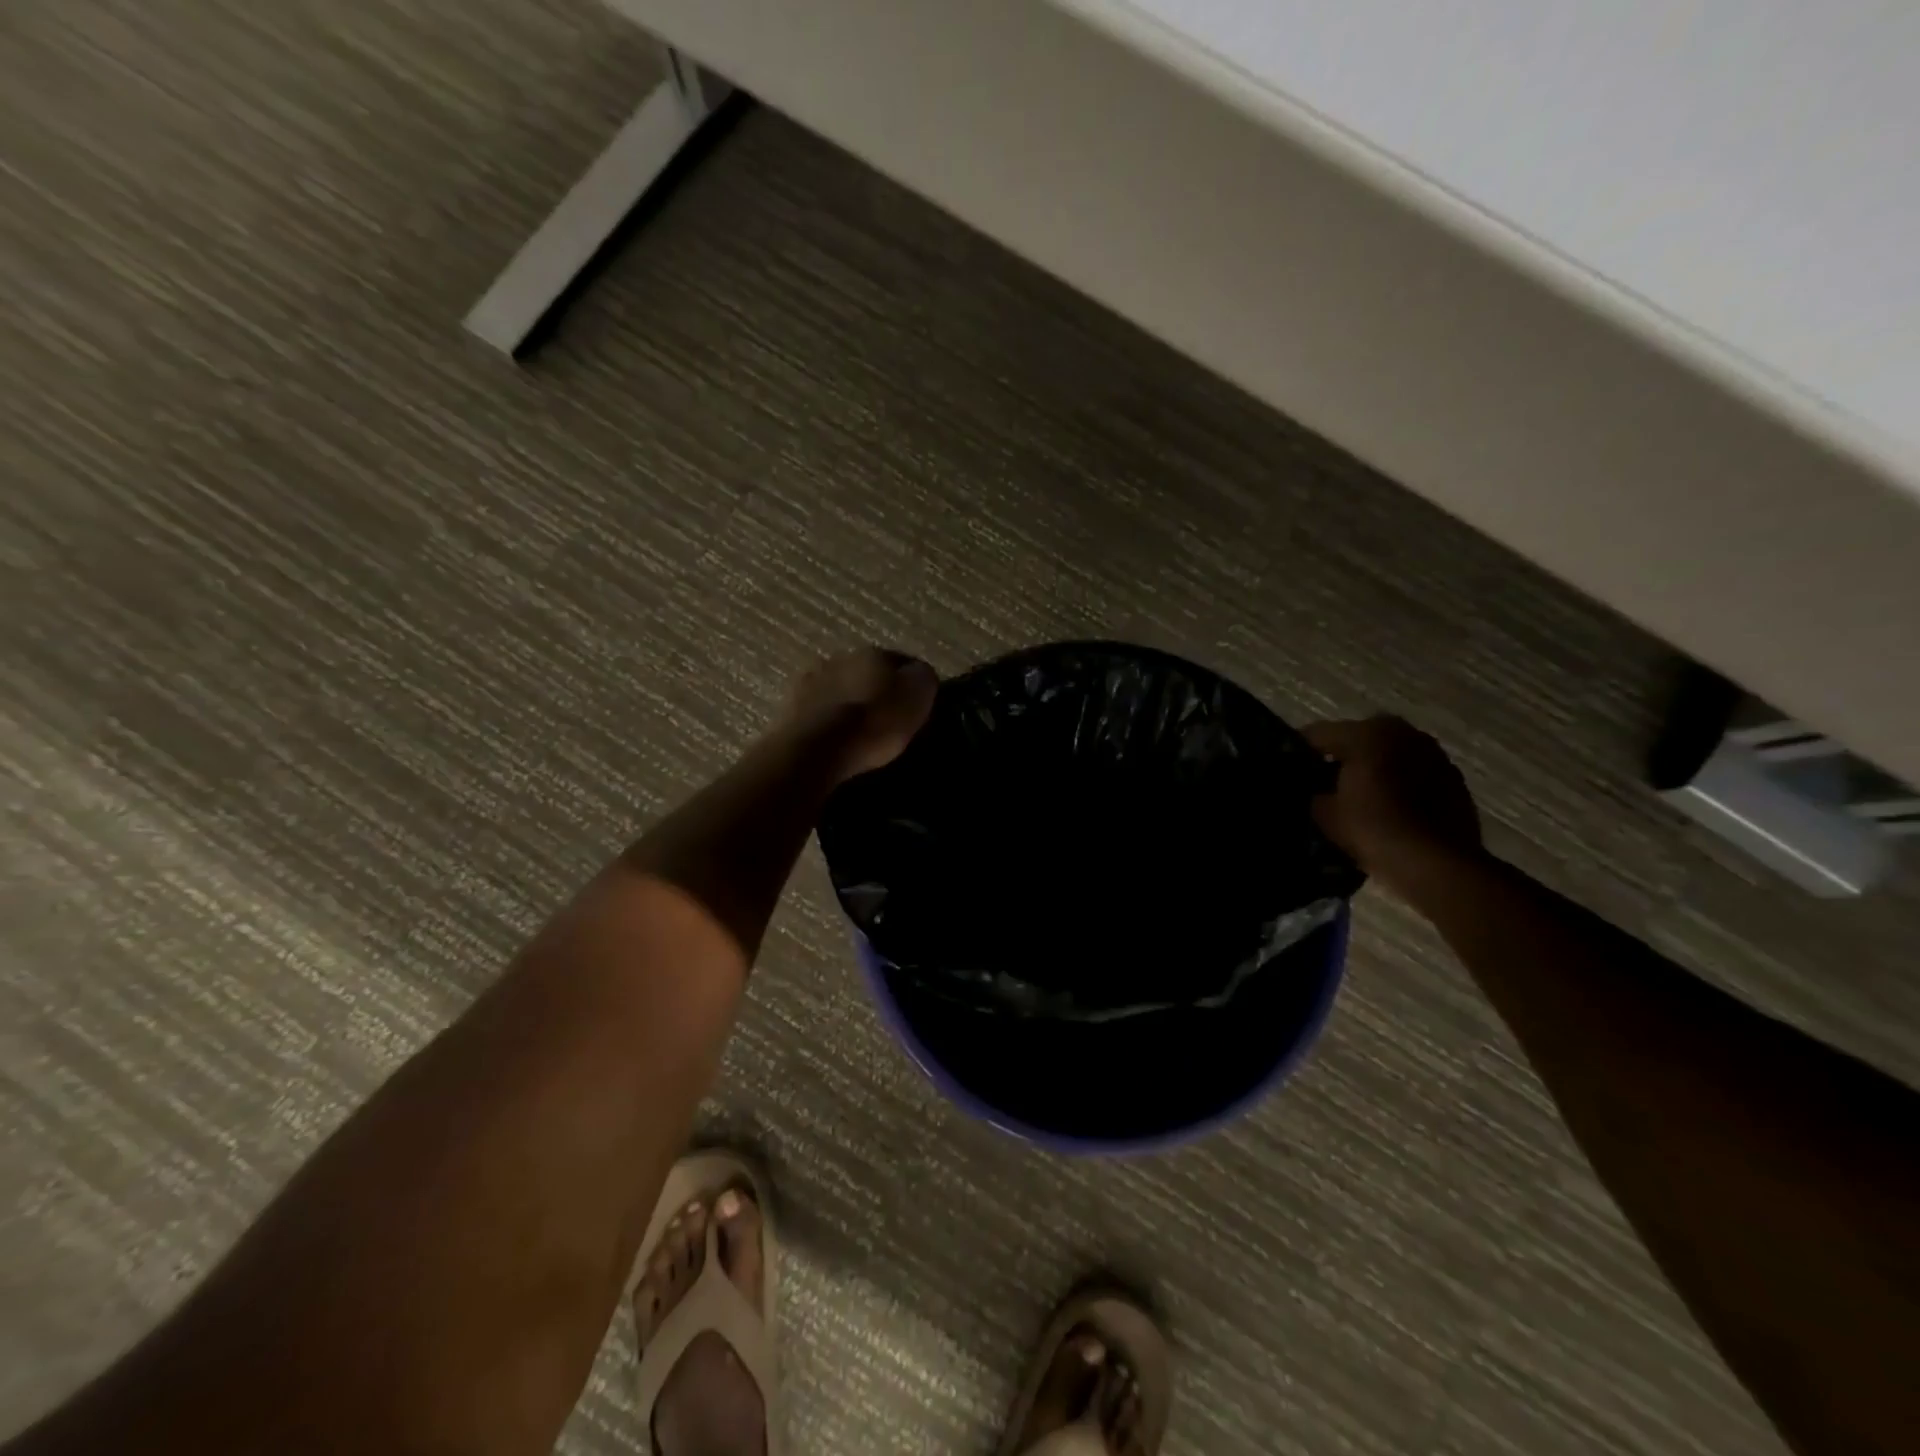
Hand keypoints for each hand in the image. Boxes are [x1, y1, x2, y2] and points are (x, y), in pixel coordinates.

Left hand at [784, 647, 938, 781]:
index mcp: (874, 652)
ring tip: (857, 728)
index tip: (915, 704)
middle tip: (886, 716)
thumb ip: (922, 679)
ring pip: (839, 686)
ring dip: (848, 701)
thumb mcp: (916, 699)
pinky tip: (833, 735)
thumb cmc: (873, 722)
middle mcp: (840, 657)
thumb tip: (919, 673)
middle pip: (866, 671)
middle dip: (875, 688)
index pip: (901, 661)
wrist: (814, 748)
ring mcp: (810, 679)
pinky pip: (818, 709)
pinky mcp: (789, 706)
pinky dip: (827, 718)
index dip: (910, 681)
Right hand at [1300, 716, 1482, 891]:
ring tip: (1355, 799)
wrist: (1435, 864)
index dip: (1297, 754)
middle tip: (1320, 786)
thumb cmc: (1373, 828)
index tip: (1286, 772)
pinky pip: (1413, 776)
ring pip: (1388, 757)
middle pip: (1357, 741)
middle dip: (1338, 760)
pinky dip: (1398, 786)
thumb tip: (1314, 793)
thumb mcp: (1323, 813)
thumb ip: (1313, 793)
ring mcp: (1434, 755)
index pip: (1317, 735)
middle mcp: (1403, 733)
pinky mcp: (1454, 781)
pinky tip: (1386, 810)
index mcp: (1367, 732)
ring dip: (1372, 771)